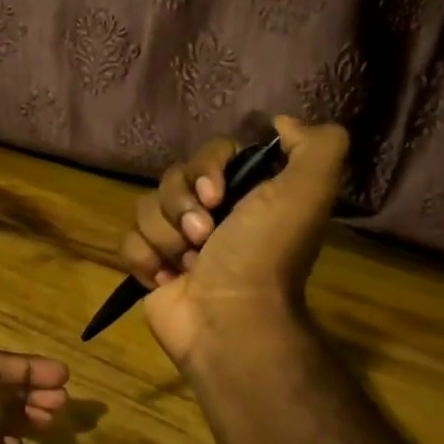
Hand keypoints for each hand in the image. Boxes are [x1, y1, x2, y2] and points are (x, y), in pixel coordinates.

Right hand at [117, 116, 348, 368]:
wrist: (230, 320)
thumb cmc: (264, 255)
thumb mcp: (308, 192)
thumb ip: (316, 145)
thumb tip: (282, 122)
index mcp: (245, 193)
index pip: (209, 153)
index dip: (206, 169)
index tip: (217, 196)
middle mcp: (211, 213)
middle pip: (171, 178)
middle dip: (182, 206)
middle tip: (204, 236)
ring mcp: (177, 241)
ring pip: (145, 208)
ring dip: (166, 237)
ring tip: (189, 265)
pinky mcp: (151, 267)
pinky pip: (128, 241)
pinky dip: (145, 260)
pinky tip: (167, 279)